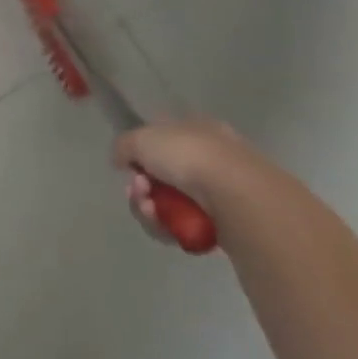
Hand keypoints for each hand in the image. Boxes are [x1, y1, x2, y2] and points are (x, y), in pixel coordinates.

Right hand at [111, 118, 255, 243]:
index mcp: (196, 130)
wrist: (236, 195)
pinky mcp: (221, 224)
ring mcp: (217, 193)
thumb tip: (121, 160)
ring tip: (151, 211)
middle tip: (138, 191)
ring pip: (166, 203)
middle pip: (159, 177)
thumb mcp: (141, 138)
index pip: (161, 141)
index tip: (129, 167)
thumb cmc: (189, 156)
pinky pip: (181, 227)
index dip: (139, 155)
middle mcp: (209, 159)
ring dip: (149, 209)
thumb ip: (123, 145)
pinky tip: (166, 227)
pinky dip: (167, 228)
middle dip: (141, 187)